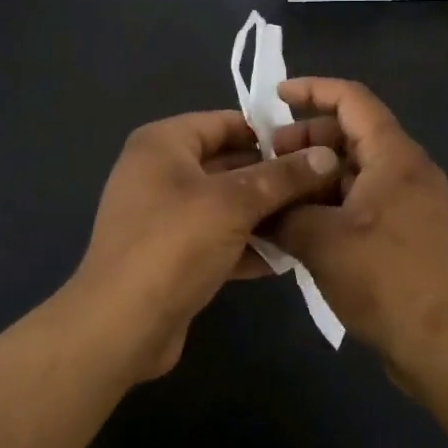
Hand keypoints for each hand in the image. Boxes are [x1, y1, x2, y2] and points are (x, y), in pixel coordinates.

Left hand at [70, 110, 340, 381]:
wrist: (121, 325)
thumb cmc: (174, 244)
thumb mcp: (233, 203)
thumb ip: (281, 177)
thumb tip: (327, 155)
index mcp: (163, 143)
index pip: (225, 122)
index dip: (269, 133)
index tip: (313, 147)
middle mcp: (159, 171)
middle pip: (227, 163)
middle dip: (272, 177)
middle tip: (323, 186)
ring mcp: (163, 215)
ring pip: (224, 204)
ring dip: (264, 213)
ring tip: (313, 219)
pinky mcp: (171, 254)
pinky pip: (216, 237)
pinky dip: (246, 244)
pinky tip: (286, 257)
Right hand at [271, 78, 447, 388]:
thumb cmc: (387, 282)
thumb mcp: (322, 242)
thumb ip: (284, 211)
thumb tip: (257, 204)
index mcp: (394, 156)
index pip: (352, 99)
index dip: (311, 89)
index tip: (273, 96)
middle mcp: (407, 170)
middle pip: (351, 133)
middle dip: (306, 139)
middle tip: (268, 161)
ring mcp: (410, 203)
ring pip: (355, 170)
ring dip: (315, 175)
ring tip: (277, 198)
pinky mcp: (407, 233)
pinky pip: (363, 199)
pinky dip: (331, 202)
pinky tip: (301, 227)